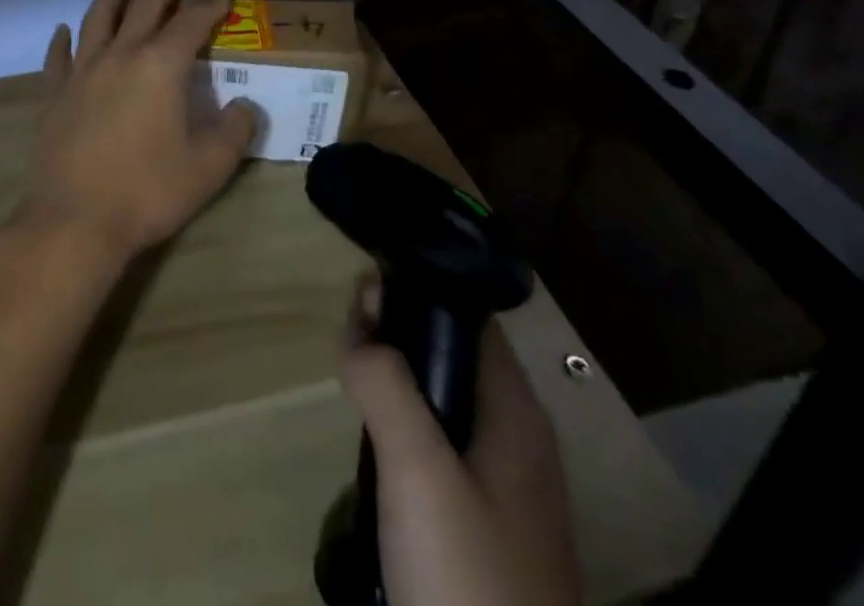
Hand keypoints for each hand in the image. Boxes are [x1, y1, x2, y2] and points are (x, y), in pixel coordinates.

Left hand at [18, 0, 258, 264]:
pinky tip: (63, 30)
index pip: (190, 24)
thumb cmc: (147, 192)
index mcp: (160, 66)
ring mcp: (82, 72)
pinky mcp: (55, 94)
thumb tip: (245, 106)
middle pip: (143, 10)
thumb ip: (234, 131)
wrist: (75, 221)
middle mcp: (120, 56)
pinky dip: (63, 39)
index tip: (222, 0)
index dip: (209, 8)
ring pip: (97, 20)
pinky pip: (58, 56)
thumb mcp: (208, 167)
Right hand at [340, 282, 582, 605]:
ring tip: (351, 381)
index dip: (416, 291)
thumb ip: (385, 384)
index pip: (468, 317)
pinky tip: (375, 449)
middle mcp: (518, 440)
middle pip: (454, 358)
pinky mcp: (486, 532)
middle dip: (398, 337)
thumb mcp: (417, 469)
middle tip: (345, 337)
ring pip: (444, 407)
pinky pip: (442, 452)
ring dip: (398, 386)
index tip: (360, 287)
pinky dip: (406, 432)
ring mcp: (506, 491)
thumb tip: (360, 322)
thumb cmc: (467, 578)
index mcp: (516, 412)